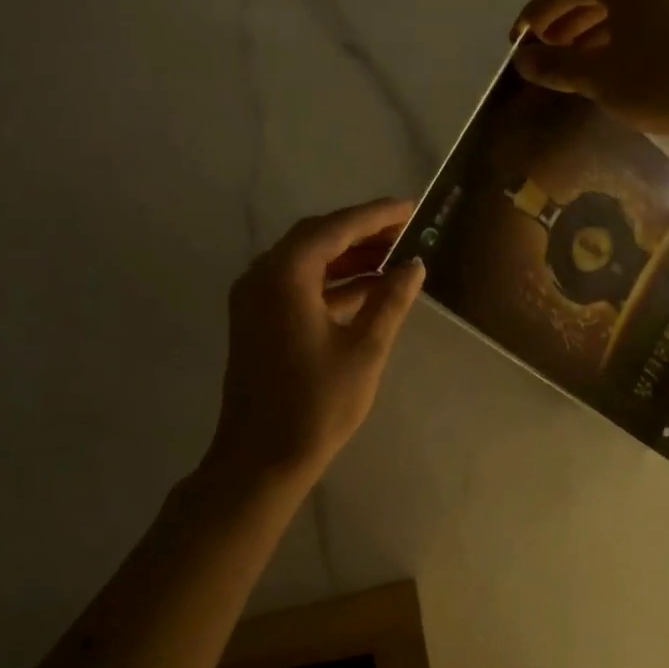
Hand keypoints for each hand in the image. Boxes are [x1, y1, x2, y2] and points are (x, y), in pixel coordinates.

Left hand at [206, 198, 425, 495]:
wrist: (260, 459)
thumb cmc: (316, 404)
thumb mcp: (364, 349)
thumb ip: (390, 300)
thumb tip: (413, 266)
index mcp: (285, 275)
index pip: (336, 228)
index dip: (376, 216)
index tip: (411, 208)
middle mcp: (263, 276)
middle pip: (317, 238)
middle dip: (362, 232)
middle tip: (406, 231)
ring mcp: (255, 299)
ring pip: (307, 261)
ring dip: (349, 257)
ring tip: (395, 257)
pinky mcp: (257, 320)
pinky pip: (298, 285)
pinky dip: (332, 281)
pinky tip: (369, 289)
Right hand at [510, 0, 668, 151]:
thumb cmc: (658, 82)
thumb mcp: (597, 76)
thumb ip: (556, 65)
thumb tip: (523, 59)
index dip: (535, 11)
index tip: (515, 40)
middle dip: (559, 22)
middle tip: (538, 52)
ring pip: (615, 12)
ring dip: (583, 35)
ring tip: (564, 64)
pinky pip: (635, 27)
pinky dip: (609, 43)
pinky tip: (600, 71)